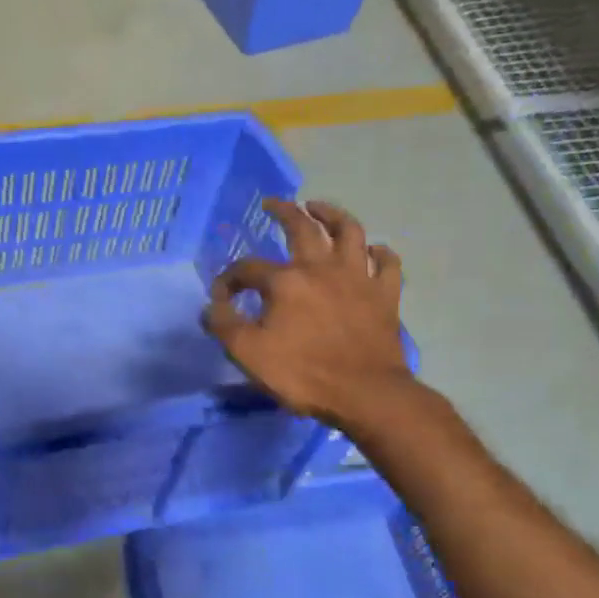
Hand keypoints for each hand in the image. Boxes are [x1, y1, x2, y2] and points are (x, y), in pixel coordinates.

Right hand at [203, 199, 415, 429]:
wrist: (365, 394)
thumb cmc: (303, 373)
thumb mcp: (248, 353)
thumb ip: (224, 325)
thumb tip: (211, 305)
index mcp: (286, 282)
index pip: (248, 269)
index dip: (230, 279)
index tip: (221, 297)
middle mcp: (322, 269)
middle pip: (303, 228)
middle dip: (285, 212)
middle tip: (274, 203)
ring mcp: (358, 279)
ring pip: (350, 232)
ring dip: (333, 215)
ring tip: (319, 208)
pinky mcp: (385, 295)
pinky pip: (387, 264)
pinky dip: (379, 253)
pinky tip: (372, 251)